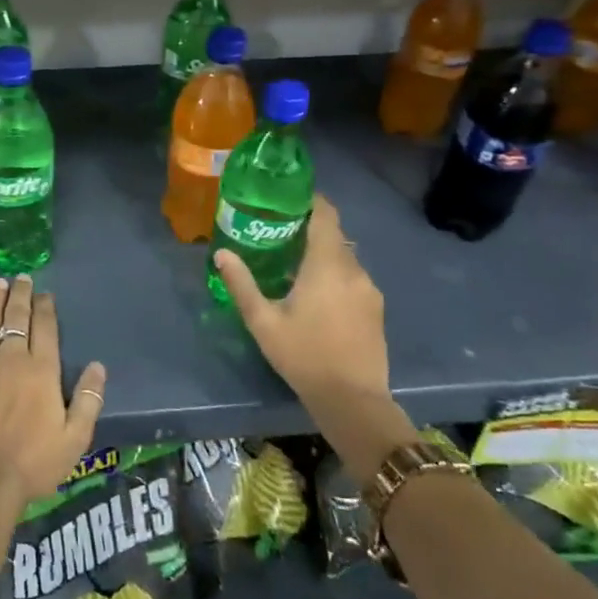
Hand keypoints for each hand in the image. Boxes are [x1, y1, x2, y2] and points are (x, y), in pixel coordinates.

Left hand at [0, 275, 107, 510]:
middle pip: (16, 318)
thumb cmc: (34, 463)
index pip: (45, 328)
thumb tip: (97, 366)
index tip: (45, 293)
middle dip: (21, 295)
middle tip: (21, 277)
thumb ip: (88, 399)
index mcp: (41, 371)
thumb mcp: (75, 438)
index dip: (45, 307)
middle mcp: (11, 359)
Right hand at [213, 193, 389, 408]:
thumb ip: (242, 284)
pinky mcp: (376, 309)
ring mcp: (369, 290)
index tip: (289, 198)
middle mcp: (353, 270)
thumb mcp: (263, 322)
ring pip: (345, 258)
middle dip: (311, 228)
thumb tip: (221, 253)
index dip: (311, 201)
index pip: (326, 216)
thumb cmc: (304, 356)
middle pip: (335, 235)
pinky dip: (335, 274)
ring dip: (323, 254)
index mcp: (327, 265)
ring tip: (294, 262)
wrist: (353, 400)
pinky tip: (316, 293)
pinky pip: (353, 278)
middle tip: (280, 230)